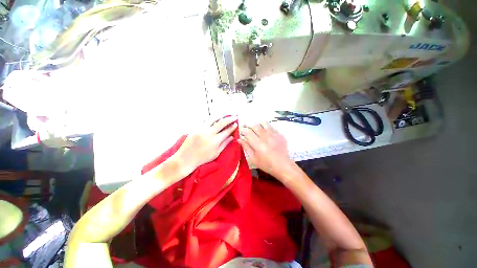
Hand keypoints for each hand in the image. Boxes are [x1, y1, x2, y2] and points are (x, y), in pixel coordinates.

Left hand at [173, 116, 237, 176]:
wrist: (185, 159)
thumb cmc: (202, 158)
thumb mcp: (216, 153)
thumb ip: (225, 144)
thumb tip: (232, 137)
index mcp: (215, 141)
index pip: (227, 131)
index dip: (232, 127)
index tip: (236, 124)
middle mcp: (209, 133)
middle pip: (221, 122)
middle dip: (229, 119)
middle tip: (234, 117)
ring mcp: (201, 129)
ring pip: (212, 118)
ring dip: (220, 116)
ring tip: (224, 116)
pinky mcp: (195, 128)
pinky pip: (204, 120)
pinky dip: (211, 118)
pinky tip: (214, 118)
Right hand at [238, 122, 293, 178]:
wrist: (283, 166)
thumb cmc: (266, 164)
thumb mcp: (253, 158)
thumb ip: (246, 147)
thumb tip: (239, 139)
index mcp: (258, 144)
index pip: (248, 132)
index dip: (243, 130)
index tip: (242, 132)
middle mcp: (266, 137)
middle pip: (255, 125)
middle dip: (248, 125)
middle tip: (246, 128)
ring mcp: (274, 135)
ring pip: (264, 123)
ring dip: (258, 124)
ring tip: (256, 128)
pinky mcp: (280, 134)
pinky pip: (271, 126)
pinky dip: (266, 127)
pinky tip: (265, 132)